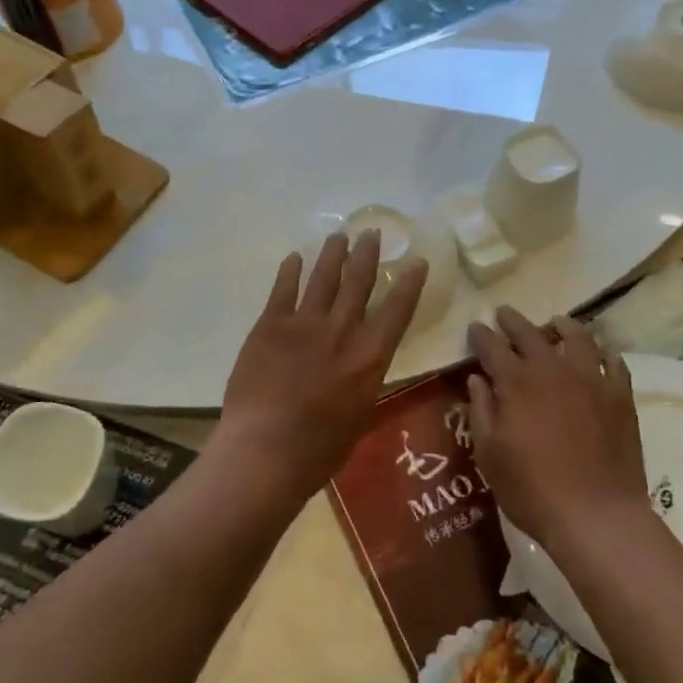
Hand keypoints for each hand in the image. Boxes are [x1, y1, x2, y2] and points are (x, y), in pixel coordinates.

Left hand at [221, 232, 425, 496]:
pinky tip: (295, 258)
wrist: (266, 450)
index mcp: (370, 357)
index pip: (397, 310)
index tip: (417, 262)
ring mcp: (304, 324)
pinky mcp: (270, 326)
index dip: (409, 284)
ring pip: (323, 279)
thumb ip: (365, 384)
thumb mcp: (360, 417)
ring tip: (338, 236)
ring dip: (332, 255)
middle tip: (370, 232)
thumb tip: (365, 369)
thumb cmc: (319, 449)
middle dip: (366, 255)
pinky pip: (283, 290)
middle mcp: (342, 331)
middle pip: (358, 283)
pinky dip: (290, 271)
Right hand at [467, 308, 647, 560]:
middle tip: (504, 313)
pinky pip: (614, 362)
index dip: (482, 335)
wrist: (596, 515)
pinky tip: (601, 351)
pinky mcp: (620, 396)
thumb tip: (477, 379)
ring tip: (556, 322)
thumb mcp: (489, 454)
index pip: (494, 347)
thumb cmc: (532, 489)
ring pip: (578, 337)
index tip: (476, 326)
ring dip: (563, 326)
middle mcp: (553, 370)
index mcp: (517, 382)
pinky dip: (604, 351)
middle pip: (531, 333)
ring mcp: (592, 379)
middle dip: (514, 321)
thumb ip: (481, 411)